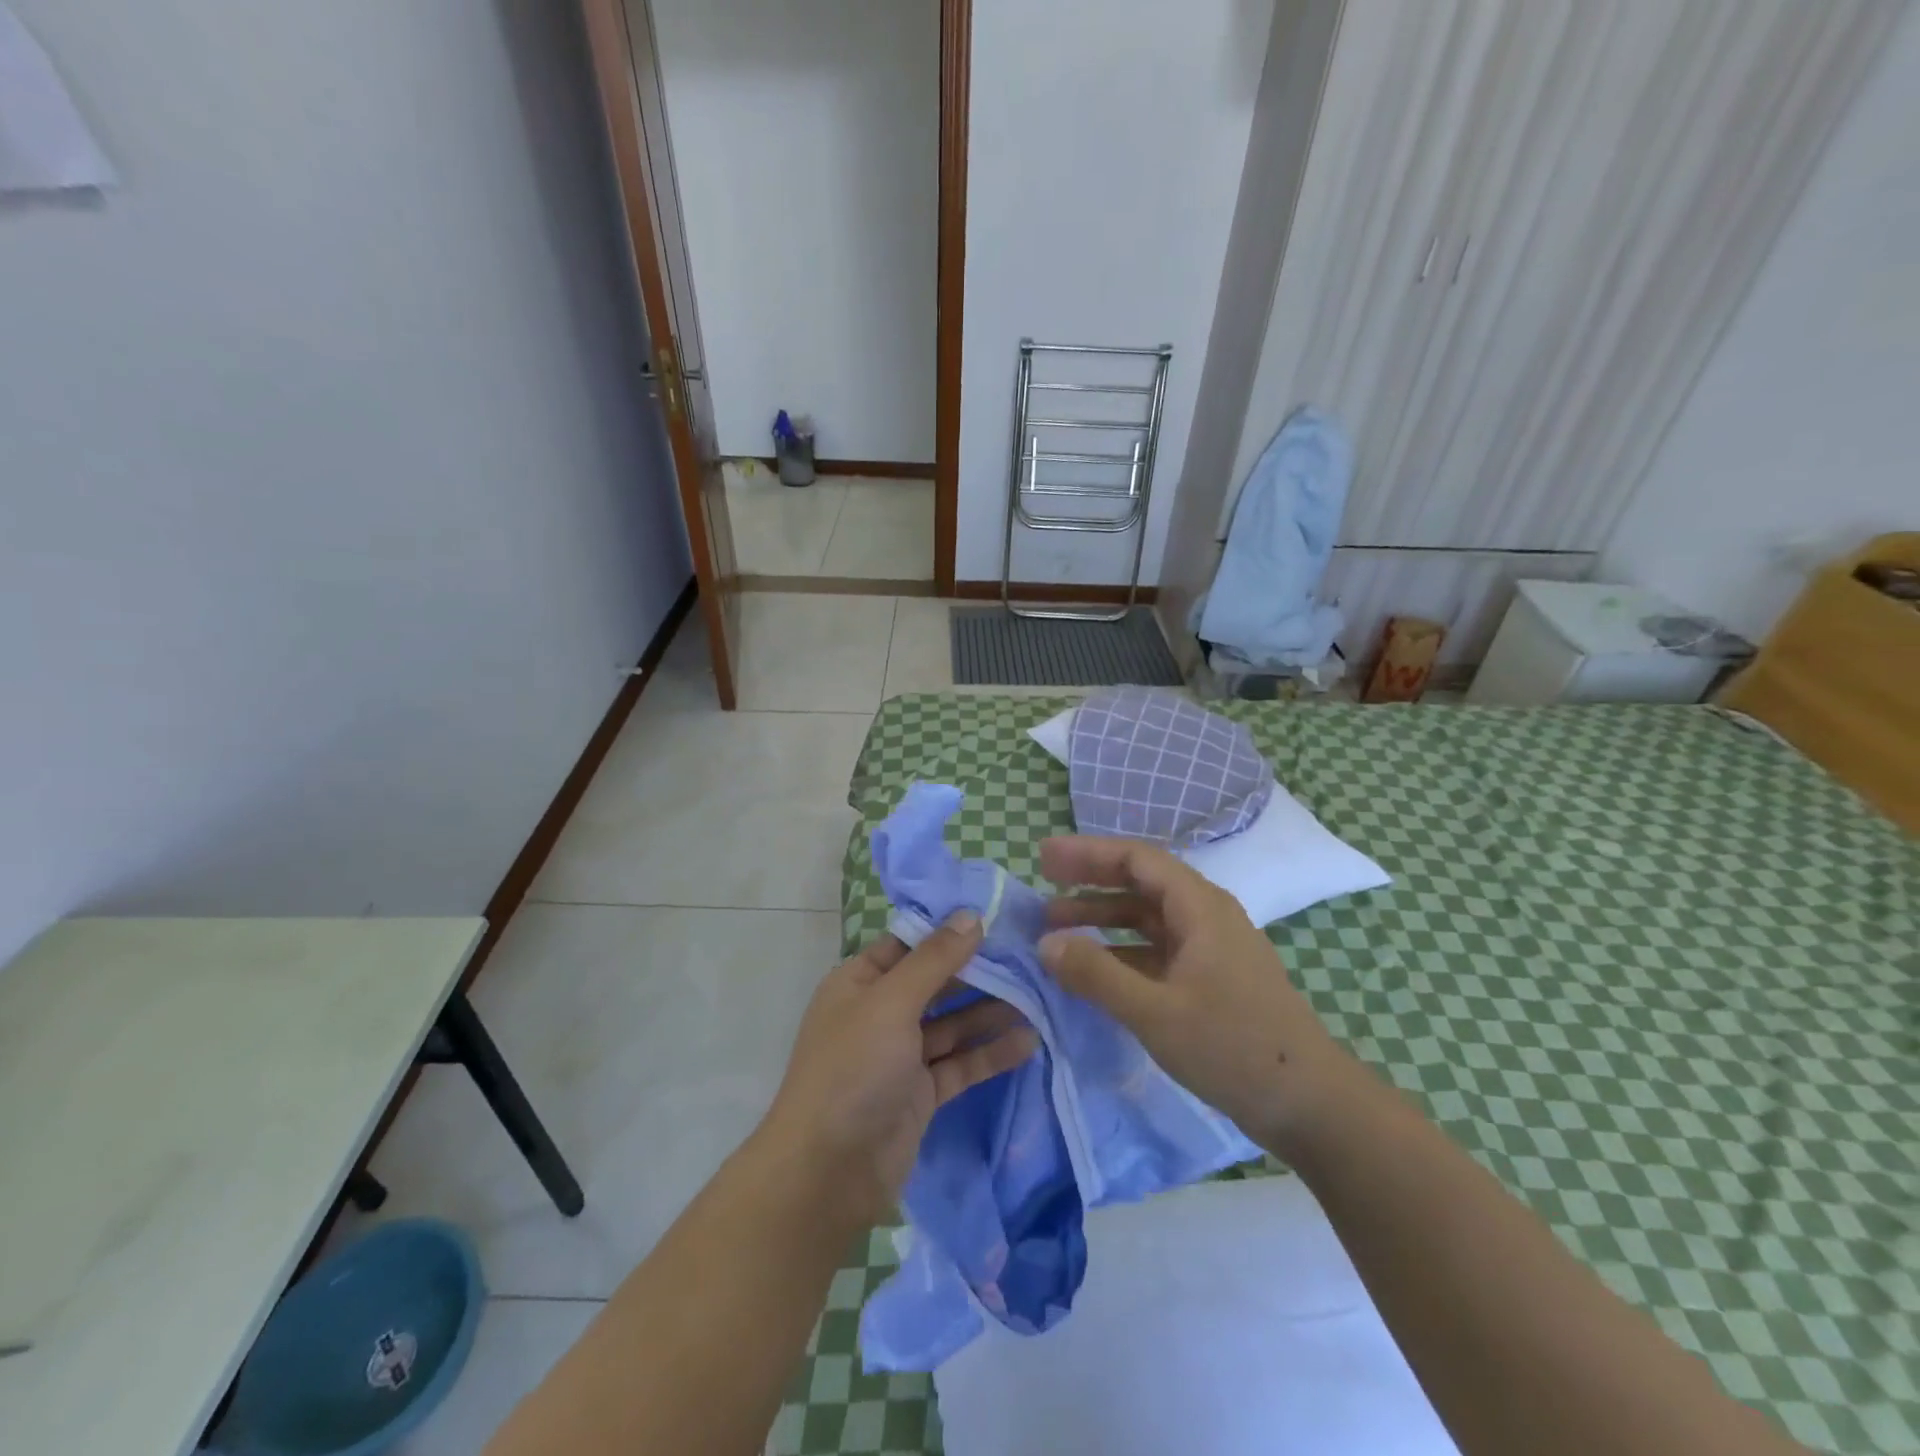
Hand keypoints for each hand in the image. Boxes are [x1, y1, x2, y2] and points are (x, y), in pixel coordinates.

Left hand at [760, 913, 1039, 1229]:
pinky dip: (989, 1054)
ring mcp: (900, 1055)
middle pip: (935, 983)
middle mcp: (880, 1013)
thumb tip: (970, 915)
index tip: (997, 916)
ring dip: (990, 1012)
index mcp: (860, 982)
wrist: (828, 1172)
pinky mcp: (921, 1093)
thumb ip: (934, 959)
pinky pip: (960, 1063)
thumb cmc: (852, 1069)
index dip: (948, 930)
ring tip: (1039, 996)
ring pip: (952, 1024)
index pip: (909, 943)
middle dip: (978, 971)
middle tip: (1030, 956)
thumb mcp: (891, 1002)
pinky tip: (1028, 1042)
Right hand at [1037, 836, 1358, 1157]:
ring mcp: (1211, 949)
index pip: (1137, 859)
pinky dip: (1121, 951)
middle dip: (1090, 880)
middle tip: (1043, 884)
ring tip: (1055, 928)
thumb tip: (1045, 943)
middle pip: (1141, 883)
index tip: (1044, 858)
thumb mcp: (1155, 1012)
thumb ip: (1097, 975)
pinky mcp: (1211, 980)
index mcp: (1200, 908)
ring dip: (1102, 918)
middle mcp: (1206, 916)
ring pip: (1147, 918)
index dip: (1088, 853)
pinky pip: (1157, 950)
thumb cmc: (1233, 1047)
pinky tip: (1094, 970)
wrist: (1311, 1105)